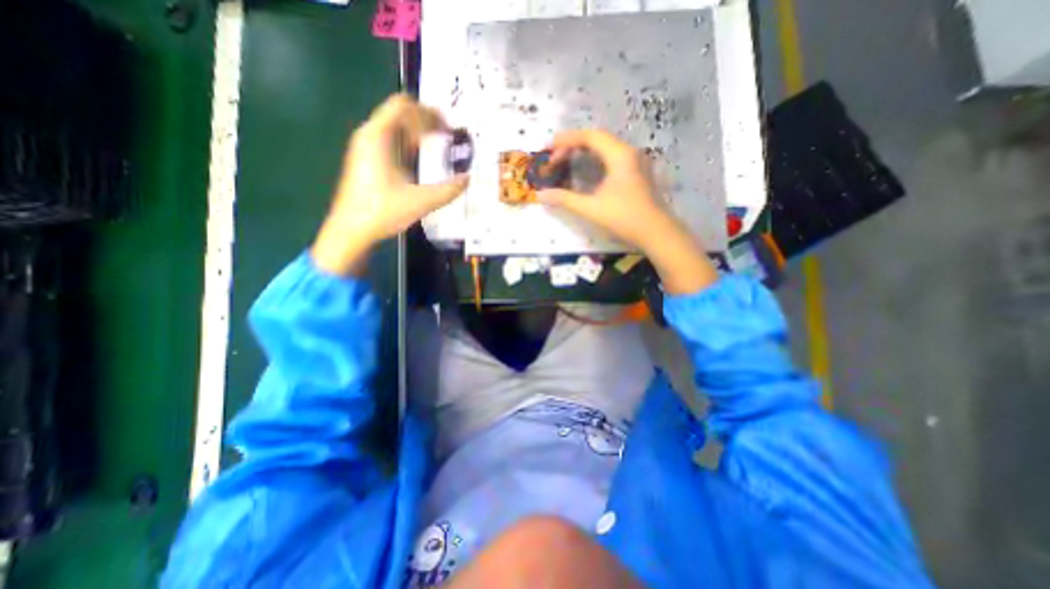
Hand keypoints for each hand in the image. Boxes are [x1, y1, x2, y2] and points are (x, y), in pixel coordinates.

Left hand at [308, 94, 469, 278]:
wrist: (351, 230)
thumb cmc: (382, 211)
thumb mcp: (420, 201)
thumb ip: (447, 190)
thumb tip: (468, 179)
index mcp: (378, 137)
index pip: (404, 106)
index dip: (429, 112)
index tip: (448, 126)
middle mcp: (369, 136)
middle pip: (400, 114)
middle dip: (426, 121)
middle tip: (448, 135)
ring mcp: (365, 148)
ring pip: (394, 129)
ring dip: (417, 133)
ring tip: (438, 145)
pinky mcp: (366, 161)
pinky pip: (390, 142)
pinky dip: (407, 144)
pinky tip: (420, 160)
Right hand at [541, 130, 661, 250]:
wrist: (656, 233)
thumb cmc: (624, 218)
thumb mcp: (591, 208)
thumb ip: (564, 199)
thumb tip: (541, 195)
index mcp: (619, 155)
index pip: (589, 136)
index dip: (565, 140)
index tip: (547, 149)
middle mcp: (629, 152)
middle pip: (597, 138)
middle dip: (572, 145)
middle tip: (554, 159)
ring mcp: (635, 161)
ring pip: (605, 147)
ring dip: (584, 151)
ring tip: (566, 161)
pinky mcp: (637, 172)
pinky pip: (612, 157)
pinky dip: (595, 159)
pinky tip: (586, 171)